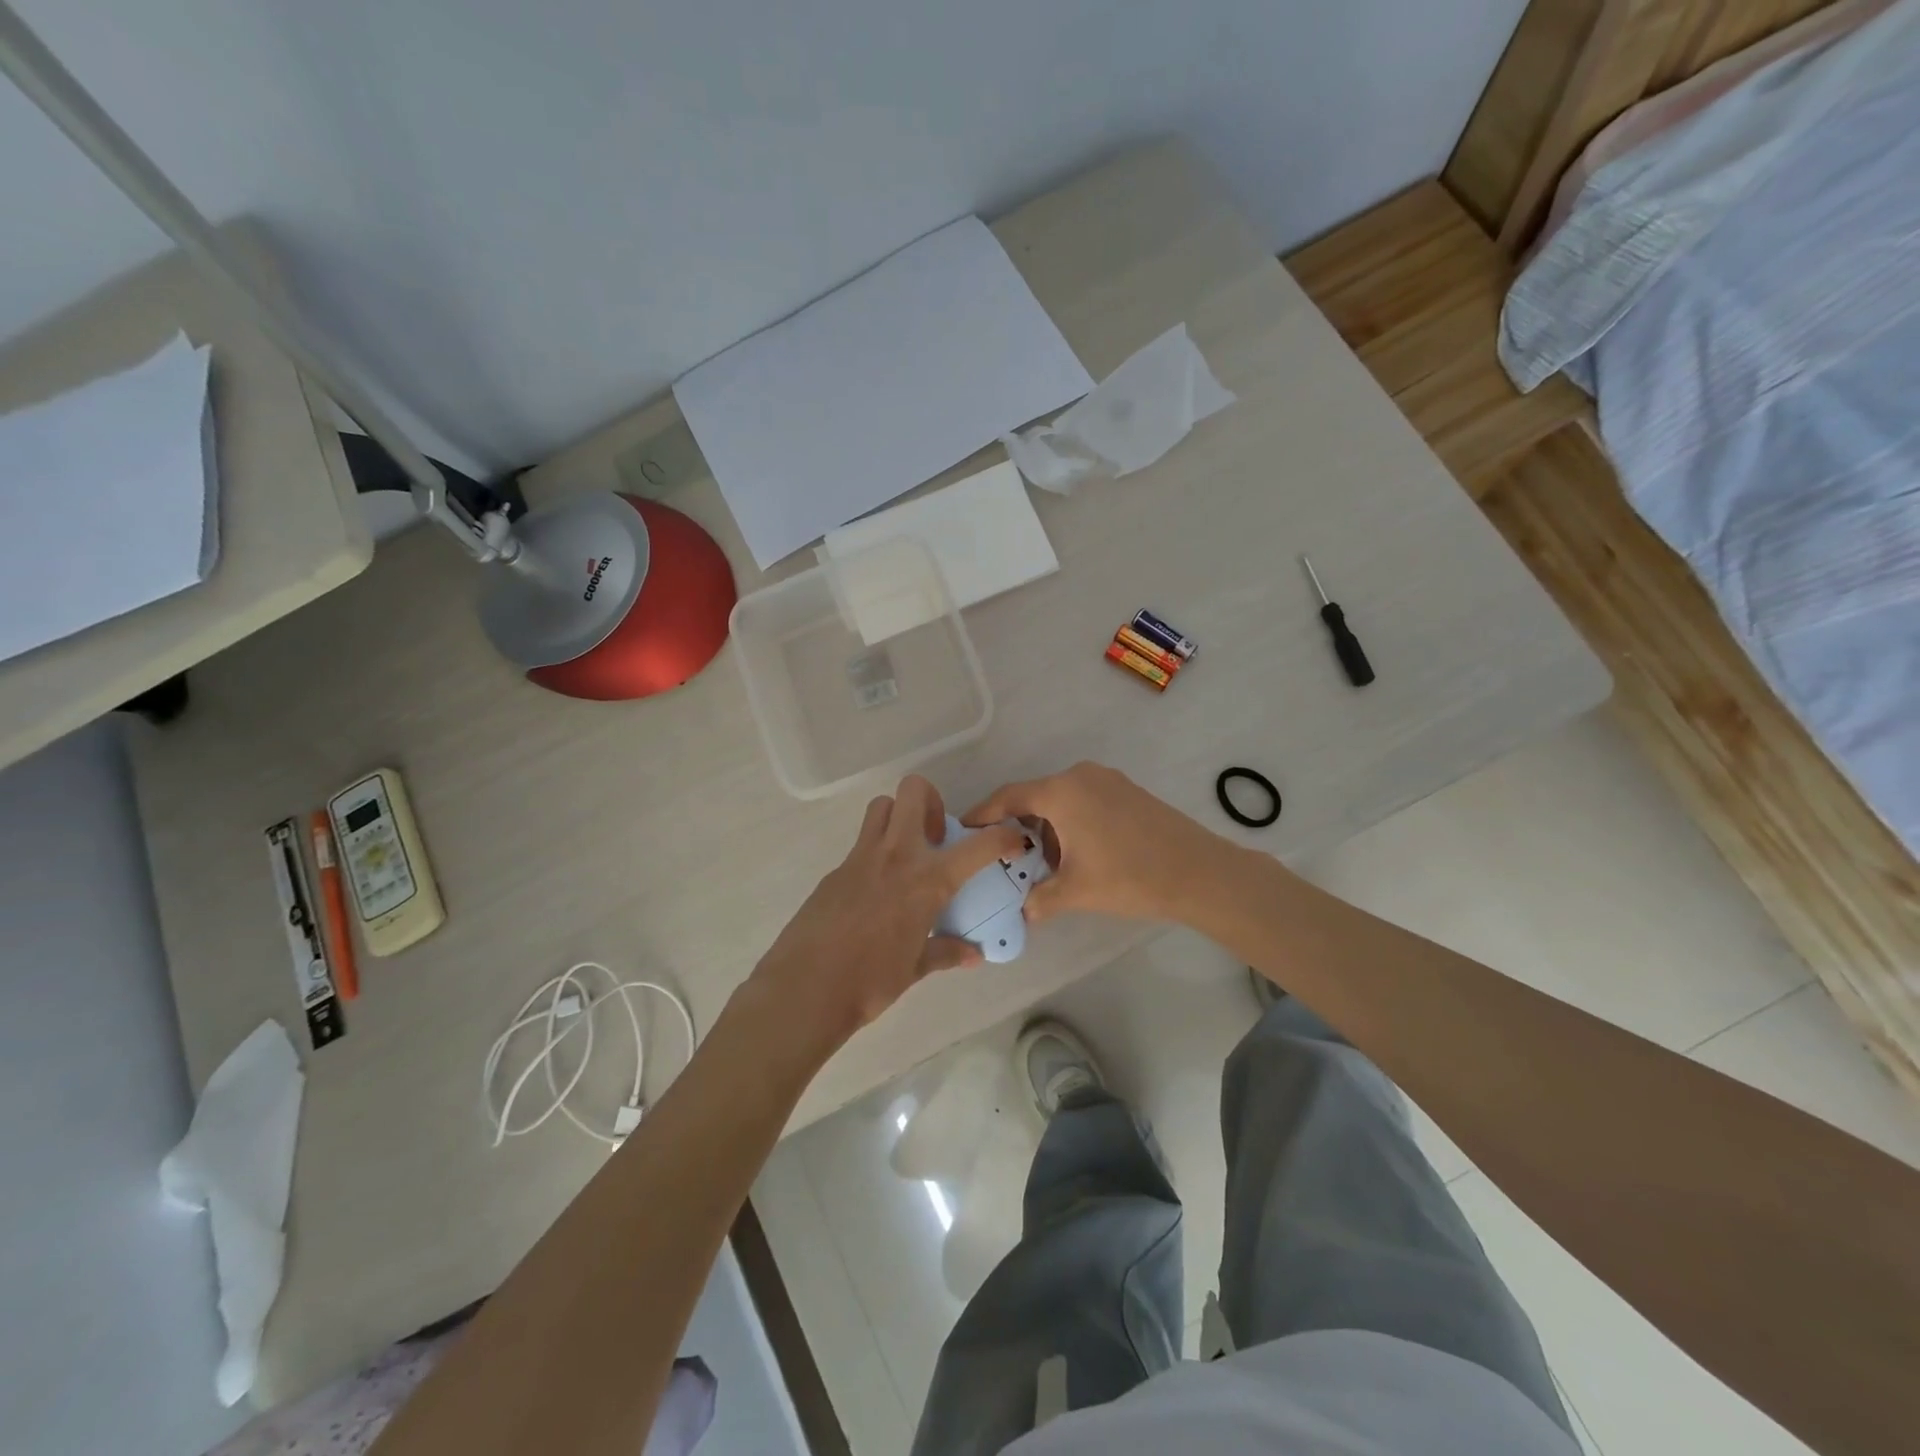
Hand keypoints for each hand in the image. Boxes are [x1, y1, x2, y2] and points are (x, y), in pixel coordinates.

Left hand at [746, 776, 1026, 1048]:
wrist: (805, 990)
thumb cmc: (870, 982)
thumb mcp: (915, 969)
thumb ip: (945, 953)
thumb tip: (973, 954)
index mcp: (926, 880)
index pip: (978, 846)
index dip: (1003, 836)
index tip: (1013, 838)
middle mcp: (896, 856)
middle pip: (913, 791)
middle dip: (931, 801)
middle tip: (936, 837)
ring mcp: (860, 858)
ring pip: (881, 808)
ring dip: (898, 818)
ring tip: (906, 855)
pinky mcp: (834, 871)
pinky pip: (860, 845)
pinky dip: (875, 855)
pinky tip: (874, 893)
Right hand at [963, 761, 1225, 924]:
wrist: (1200, 872)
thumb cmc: (1129, 876)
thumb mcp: (1076, 891)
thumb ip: (1040, 899)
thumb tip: (1024, 911)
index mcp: (1061, 791)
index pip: (1009, 797)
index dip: (983, 814)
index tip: (963, 828)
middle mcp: (1081, 776)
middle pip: (1035, 797)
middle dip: (1018, 828)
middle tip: (1006, 857)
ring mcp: (1107, 780)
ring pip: (1062, 801)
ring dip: (1048, 828)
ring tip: (1045, 865)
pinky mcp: (1127, 791)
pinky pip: (1085, 801)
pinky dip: (1071, 823)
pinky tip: (1078, 854)